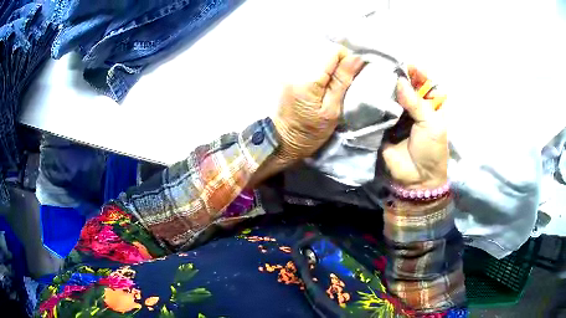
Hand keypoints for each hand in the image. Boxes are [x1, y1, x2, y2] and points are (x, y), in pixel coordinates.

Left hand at [272, 47, 363, 162]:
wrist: (283, 138)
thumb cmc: (310, 131)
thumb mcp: (332, 111)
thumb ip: (342, 82)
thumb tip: (356, 58)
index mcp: (307, 79)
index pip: (332, 51)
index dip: (346, 58)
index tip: (350, 74)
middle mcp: (294, 68)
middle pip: (322, 47)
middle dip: (336, 59)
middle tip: (340, 79)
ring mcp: (287, 68)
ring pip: (314, 49)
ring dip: (327, 60)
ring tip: (329, 79)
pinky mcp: (286, 70)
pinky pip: (306, 56)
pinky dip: (317, 62)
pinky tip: (319, 76)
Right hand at [381, 65, 447, 188]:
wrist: (417, 178)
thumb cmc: (431, 150)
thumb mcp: (431, 124)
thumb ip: (416, 102)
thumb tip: (399, 81)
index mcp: (430, 105)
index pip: (424, 83)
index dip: (416, 73)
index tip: (404, 64)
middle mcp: (414, 106)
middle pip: (406, 86)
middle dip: (397, 76)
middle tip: (384, 65)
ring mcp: (398, 114)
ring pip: (392, 95)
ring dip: (385, 87)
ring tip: (373, 74)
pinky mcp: (384, 123)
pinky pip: (380, 109)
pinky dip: (375, 101)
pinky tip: (367, 90)